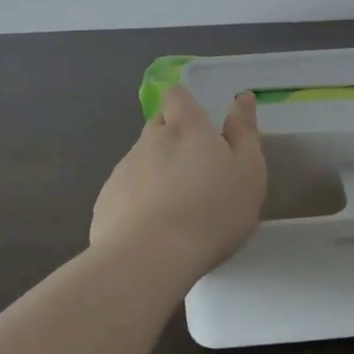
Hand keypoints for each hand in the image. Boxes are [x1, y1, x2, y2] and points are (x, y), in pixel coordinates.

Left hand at [90, 86, 265, 273]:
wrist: (151, 257)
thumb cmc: (213, 210)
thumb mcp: (248, 170)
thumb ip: (244, 131)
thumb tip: (241, 97)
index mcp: (186, 127)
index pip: (177, 96)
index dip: (184, 103)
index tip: (197, 121)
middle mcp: (149, 140)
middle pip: (158, 126)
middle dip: (172, 137)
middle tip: (193, 168)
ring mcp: (123, 170)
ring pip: (141, 159)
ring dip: (156, 171)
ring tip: (175, 206)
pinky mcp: (105, 201)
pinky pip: (125, 191)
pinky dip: (138, 200)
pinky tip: (152, 227)